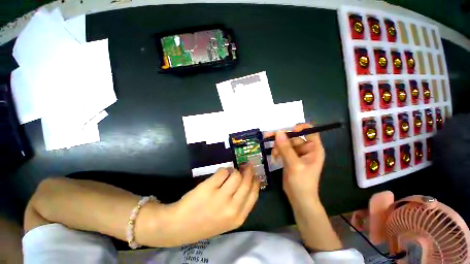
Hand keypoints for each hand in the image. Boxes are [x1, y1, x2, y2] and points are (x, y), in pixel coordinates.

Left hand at [163, 166, 259, 245]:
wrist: (180, 226)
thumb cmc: (206, 222)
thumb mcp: (228, 220)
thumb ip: (240, 203)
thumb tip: (247, 181)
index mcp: (238, 217)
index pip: (253, 194)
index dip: (255, 181)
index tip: (254, 174)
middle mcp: (232, 208)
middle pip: (246, 182)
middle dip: (248, 171)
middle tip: (247, 165)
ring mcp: (220, 197)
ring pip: (236, 175)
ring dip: (234, 171)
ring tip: (230, 172)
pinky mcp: (209, 187)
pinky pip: (223, 172)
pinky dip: (223, 170)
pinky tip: (220, 174)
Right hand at [265, 123, 324, 201]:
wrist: (299, 198)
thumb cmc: (302, 182)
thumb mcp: (294, 164)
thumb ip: (286, 148)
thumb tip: (278, 132)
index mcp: (313, 149)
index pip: (310, 131)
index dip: (300, 128)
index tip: (288, 130)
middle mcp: (306, 149)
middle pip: (293, 137)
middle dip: (282, 139)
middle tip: (268, 137)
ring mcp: (297, 154)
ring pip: (286, 143)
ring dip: (278, 146)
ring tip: (274, 154)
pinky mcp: (290, 158)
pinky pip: (282, 149)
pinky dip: (277, 151)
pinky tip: (275, 157)